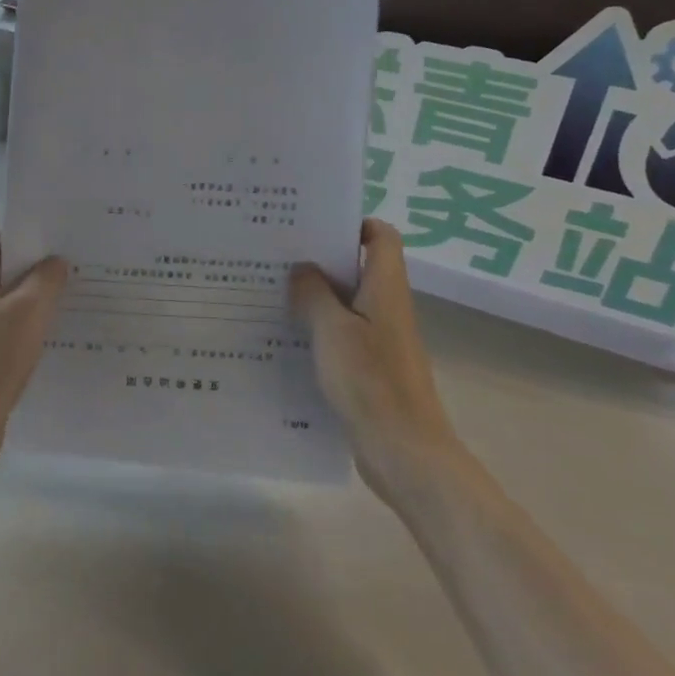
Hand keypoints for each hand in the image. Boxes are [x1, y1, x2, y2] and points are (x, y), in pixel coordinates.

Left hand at [0, 233, 69, 462]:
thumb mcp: (30, 312)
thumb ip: (46, 279)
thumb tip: (54, 261)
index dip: (28, 246)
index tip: (58, 257)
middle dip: (31, 279)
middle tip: (66, 288)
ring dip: (25, 309)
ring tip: (57, 318)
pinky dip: (13, 332)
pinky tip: (36, 346)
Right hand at [290, 219, 454, 483]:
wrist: (404, 451)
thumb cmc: (371, 382)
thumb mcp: (333, 331)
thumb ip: (313, 294)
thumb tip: (301, 268)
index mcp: (385, 288)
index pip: (381, 237)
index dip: (354, 223)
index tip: (313, 225)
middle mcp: (386, 307)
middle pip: (358, 267)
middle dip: (321, 258)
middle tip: (277, 254)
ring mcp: (379, 339)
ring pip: (345, 302)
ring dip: (315, 295)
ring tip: (270, 290)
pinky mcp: (369, 367)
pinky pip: (341, 334)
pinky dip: (317, 328)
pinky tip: (284, 335)